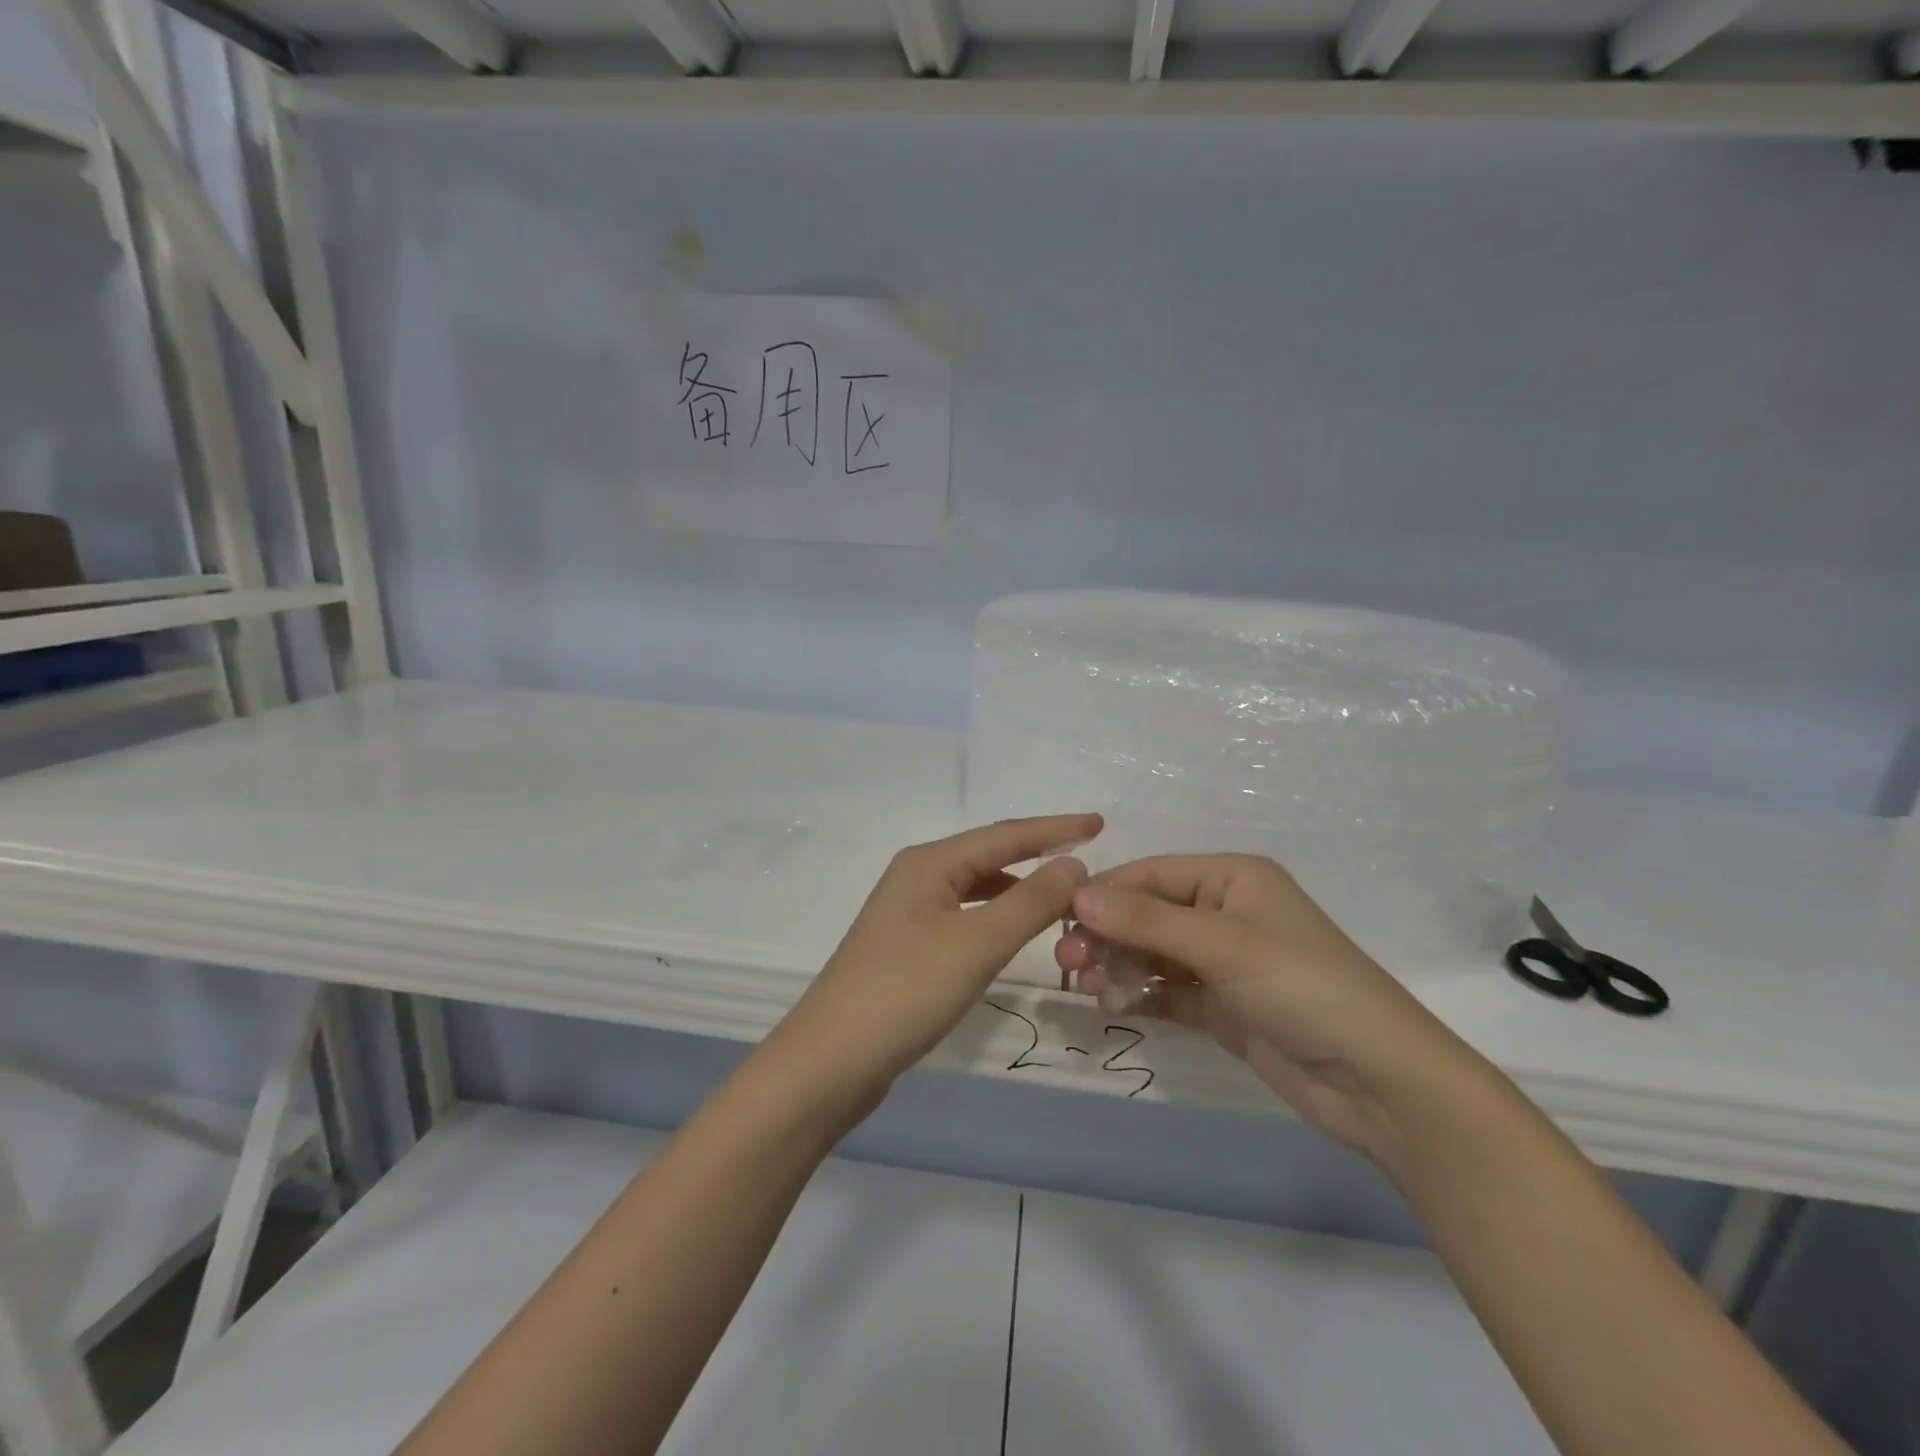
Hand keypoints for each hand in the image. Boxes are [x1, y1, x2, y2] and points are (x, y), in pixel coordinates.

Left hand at [768, 814, 1101, 1107]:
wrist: (831, 1060)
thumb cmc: (906, 992)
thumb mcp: (977, 943)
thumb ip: (1030, 901)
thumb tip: (1075, 864)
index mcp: (929, 862)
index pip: (1004, 834)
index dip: (1055, 828)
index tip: (1100, 824)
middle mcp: (917, 876)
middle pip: (989, 854)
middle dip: (1037, 851)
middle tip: (1087, 852)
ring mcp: (908, 911)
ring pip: (976, 885)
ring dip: (1019, 885)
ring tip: (1062, 890)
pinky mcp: (908, 945)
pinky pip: (965, 914)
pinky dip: (997, 914)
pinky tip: (1015, 929)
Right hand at [1056, 854, 1482, 1158]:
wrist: (1379, 1082)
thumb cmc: (1303, 988)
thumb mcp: (1222, 945)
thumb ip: (1146, 920)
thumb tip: (1078, 893)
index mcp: (1232, 879)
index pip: (1151, 875)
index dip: (1104, 892)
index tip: (1058, 918)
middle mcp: (1224, 912)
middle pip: (1147, 914)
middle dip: (1106, 934)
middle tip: (1067, 964)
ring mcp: (1223, 962)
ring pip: (1152, 953)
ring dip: (1118, 966)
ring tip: (1089, 989)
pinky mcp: (1223, 1005)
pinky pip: (1166, 990)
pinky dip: (1139, 994)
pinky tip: (1114, 1006)